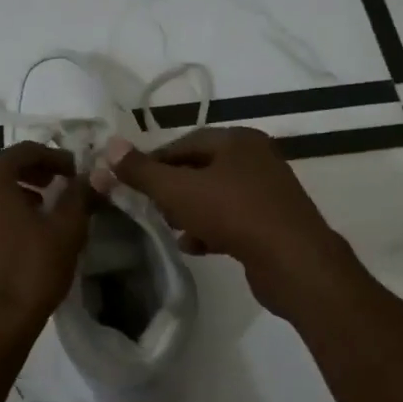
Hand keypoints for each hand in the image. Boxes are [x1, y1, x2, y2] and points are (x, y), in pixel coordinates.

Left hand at [0, 141, 89, 352]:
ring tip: (41, 207)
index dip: (56, 158)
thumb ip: (80, 196)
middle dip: (28, 169)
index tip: (78, 172)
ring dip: (10, 188)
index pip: (26, 151)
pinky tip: (19, 231)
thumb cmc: (28, 272)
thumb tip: (96, 174)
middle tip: (55, 183)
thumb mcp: (65, 231)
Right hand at [99, 127, 356, 320]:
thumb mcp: (177, 190)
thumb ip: (142, 171)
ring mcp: (268, 192)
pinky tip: (194, 247)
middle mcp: (256, 159)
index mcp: (237, 140)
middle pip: (200, 168)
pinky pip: (232, 219)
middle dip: (171, 189)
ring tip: (169, 228)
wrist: (293, 262)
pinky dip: (210, 229)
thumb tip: (109, 146)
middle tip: (149, 207)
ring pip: (215, 195)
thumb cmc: (233, 214)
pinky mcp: (273, 223)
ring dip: (189, 211)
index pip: (184, 142)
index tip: (130, 183)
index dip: (153, 162)